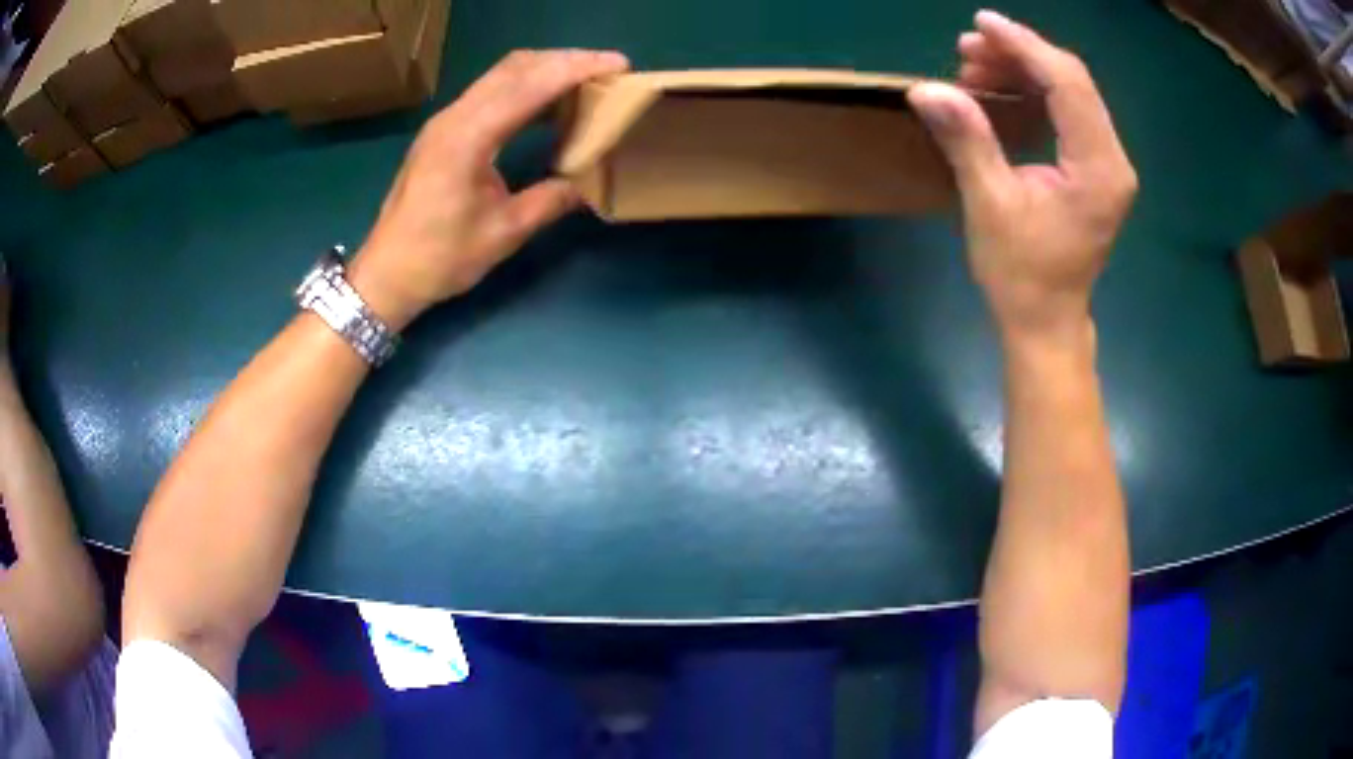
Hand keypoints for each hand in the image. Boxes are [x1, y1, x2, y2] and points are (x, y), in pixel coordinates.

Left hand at [351, 49, 629, 329]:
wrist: (386, 273)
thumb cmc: (440, 257)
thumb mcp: (504, 233)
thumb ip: (550, 200)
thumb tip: (589, 182)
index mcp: (467, 138)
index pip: (529, 86)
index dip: (576, 70)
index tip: (618, 65)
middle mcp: (454, 117)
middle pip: (515, 68)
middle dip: (565, 61)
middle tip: (609, 71)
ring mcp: (446, 121)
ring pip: (501, 76)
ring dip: (545, 71)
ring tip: (586, 82)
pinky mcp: (443, 131)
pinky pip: (490, 93)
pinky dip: (525, 88)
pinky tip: (549, 106)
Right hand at [908, 11, 1136, 342]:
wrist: (1046, 321)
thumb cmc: (1021, 274)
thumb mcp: (990, 205)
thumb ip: (967, 140)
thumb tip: (925, 89)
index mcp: (1099, 169)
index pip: (1068, 85)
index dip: (1024, 47)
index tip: (981, 23)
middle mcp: (1113, 160)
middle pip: (1073, 81)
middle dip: (1020, 55)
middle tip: (966, 51)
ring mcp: (1108, 163)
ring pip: (1070, 92)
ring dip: (1023, 70)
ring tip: (974, 69)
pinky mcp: (1096, 167)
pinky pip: (1068, 111)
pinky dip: (1033, 92)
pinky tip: (999, 90)